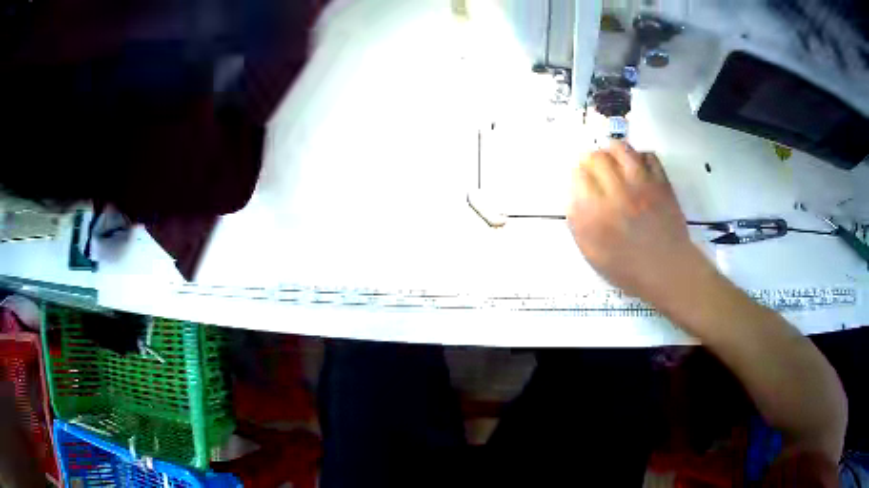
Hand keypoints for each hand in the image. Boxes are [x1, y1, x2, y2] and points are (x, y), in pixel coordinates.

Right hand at [566, 141, 705, 302]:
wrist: (667, 270)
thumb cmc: (628, 268)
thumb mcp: (593, 254)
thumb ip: (579, 223)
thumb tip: (573, 196)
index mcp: (596, 213)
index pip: (578, 176)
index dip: (577, 174)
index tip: (580, 178)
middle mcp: (617, 193)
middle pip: (597, 157)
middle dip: (591, 159)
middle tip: (593, 165)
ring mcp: (642, 185)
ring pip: (621, 149)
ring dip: (612, 150)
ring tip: (612, 157)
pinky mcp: (661, 183)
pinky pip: (649, 156)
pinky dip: (640, 156)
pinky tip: (637, 166)